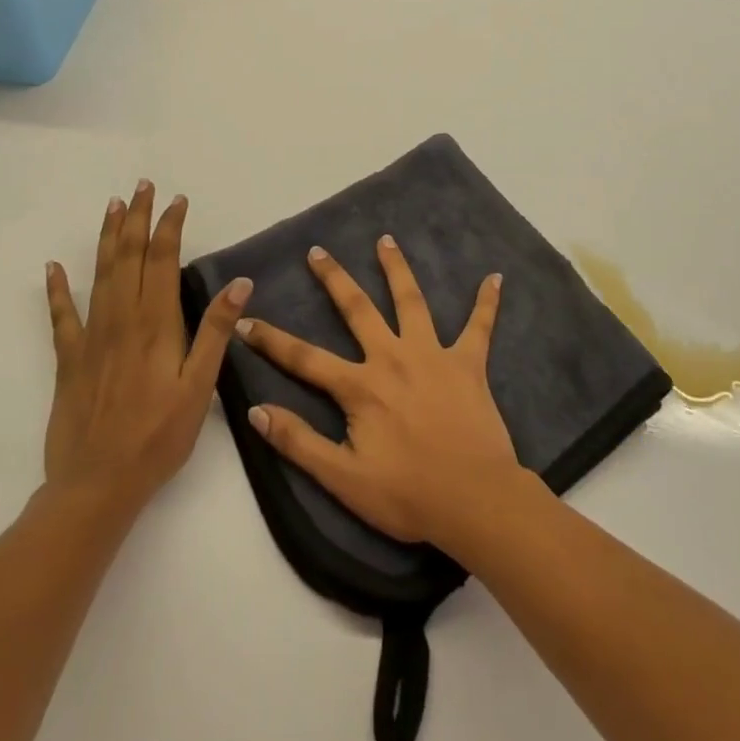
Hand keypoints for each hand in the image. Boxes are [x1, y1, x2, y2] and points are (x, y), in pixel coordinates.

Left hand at [43, 181, 251, 518]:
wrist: (96, 485)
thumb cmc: (158, 437)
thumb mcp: (199, 387)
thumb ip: (215, 332)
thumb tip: (240, 283)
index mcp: (155, 324)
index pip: (163, 260)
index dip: (170, 226)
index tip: (177, 200)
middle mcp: (121, 319)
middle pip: (129, 256)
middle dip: (138, 218)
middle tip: (142, 186)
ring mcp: (92, 337)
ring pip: (100, 274)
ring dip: (108, 238)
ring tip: (113, 207)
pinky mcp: (69, 360)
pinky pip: (62, 316)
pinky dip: (57, 289)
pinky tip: (53, 267)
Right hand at [235, 235, 521, 547]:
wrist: (474, 500)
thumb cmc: (407, 495)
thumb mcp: (343, 479)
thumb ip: (299, 442)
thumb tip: (256, 410)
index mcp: (361, 387)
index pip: (304, 358)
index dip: (271, 340)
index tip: (245, 319)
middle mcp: (393, 358)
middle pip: (358, 309)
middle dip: (334, 279)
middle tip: (318, 251)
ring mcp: (433, 354)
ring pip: (411, 301)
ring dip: (397, 269)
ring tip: (386, 240)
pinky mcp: (469, 363)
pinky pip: (479, 326)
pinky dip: (486, 302)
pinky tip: (494, 277)